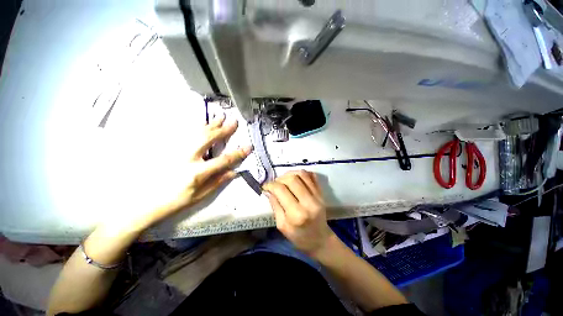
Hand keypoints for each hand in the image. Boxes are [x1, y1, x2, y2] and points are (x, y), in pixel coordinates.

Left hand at [130, 114, 251, 230]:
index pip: (223, 160)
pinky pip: (184, 133)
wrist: (144, 202)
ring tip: (220, 116)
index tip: (248, 146)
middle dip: (223, 129)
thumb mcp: (200, 195)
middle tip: (233, 121)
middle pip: (208, 139)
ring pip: (196, 132)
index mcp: (197, 173)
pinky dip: (195, 126)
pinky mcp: (168, 149)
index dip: (237, 153)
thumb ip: (217, 182)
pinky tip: (201, 122)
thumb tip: (233, 172)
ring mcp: (176, 151)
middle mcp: (187, 158)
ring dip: (210, 124)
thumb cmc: (175, 201)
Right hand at [263, 170, 334, 257]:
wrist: (320, 240)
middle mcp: (308, 202)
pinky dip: (302, 173)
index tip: (266, 186)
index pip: (281, 190)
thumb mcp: (282, 226)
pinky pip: (312, 176)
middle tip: (275, 184)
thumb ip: (275, 206)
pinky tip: (295, 178)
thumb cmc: (299, 237)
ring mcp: (317, 196)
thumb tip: (269, 191)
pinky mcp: (322, 193)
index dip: (271, 185)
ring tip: (284, 180)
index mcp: (296, 214)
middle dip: (280, 178)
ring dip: (290, 174)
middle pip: (292, 179)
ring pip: (302, 174)